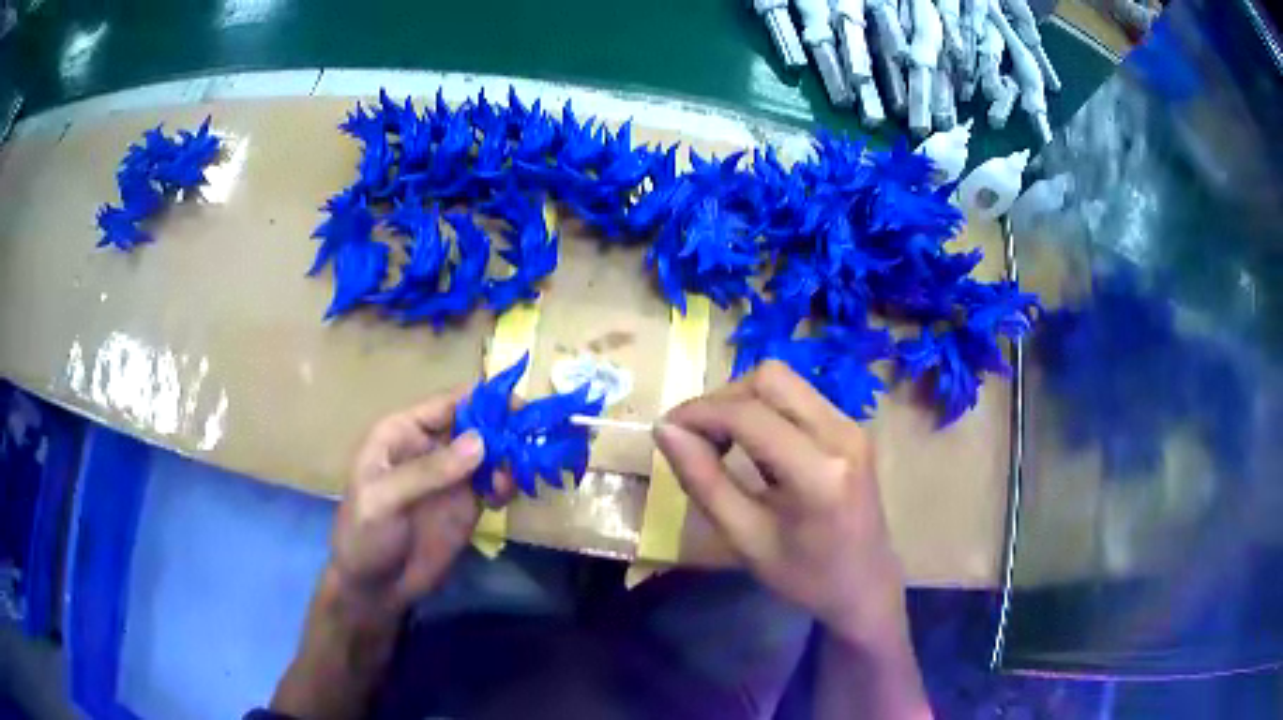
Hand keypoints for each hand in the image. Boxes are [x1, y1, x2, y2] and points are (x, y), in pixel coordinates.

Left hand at [328, 388, 511, 623]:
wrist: (376, 587)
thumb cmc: (365, 535)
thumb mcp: (385, 500)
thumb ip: (428, 471)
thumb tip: (481, 442)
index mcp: (402, 433)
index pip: (446, 404)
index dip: (481, 399)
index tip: (518, 404)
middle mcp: (430, 447)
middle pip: (475, 423)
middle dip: (505, 425)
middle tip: (534, 435)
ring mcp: (451, 476)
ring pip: (490, 452)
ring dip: (511, 455)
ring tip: (523, 470)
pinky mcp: (468, 503)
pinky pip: (495, 482)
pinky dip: (509, 482)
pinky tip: (509, 494)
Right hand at [654, 360, 906, 642]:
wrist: (866, 586)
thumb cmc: (804, 576)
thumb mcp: (744, 539)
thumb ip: (703, 481)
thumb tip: (665, 430)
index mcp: (819, 473)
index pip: (748, 414)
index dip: (699, 412)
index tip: (666, 429)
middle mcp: (842, 434)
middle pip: (770, 378)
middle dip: (723, 398)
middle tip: (697, 437)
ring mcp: (853, 425)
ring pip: (785, 381)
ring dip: (743, 400)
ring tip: (721, 441)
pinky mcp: (852, 426)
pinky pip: (799, 396)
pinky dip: (765, 408)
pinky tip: (753, 444)